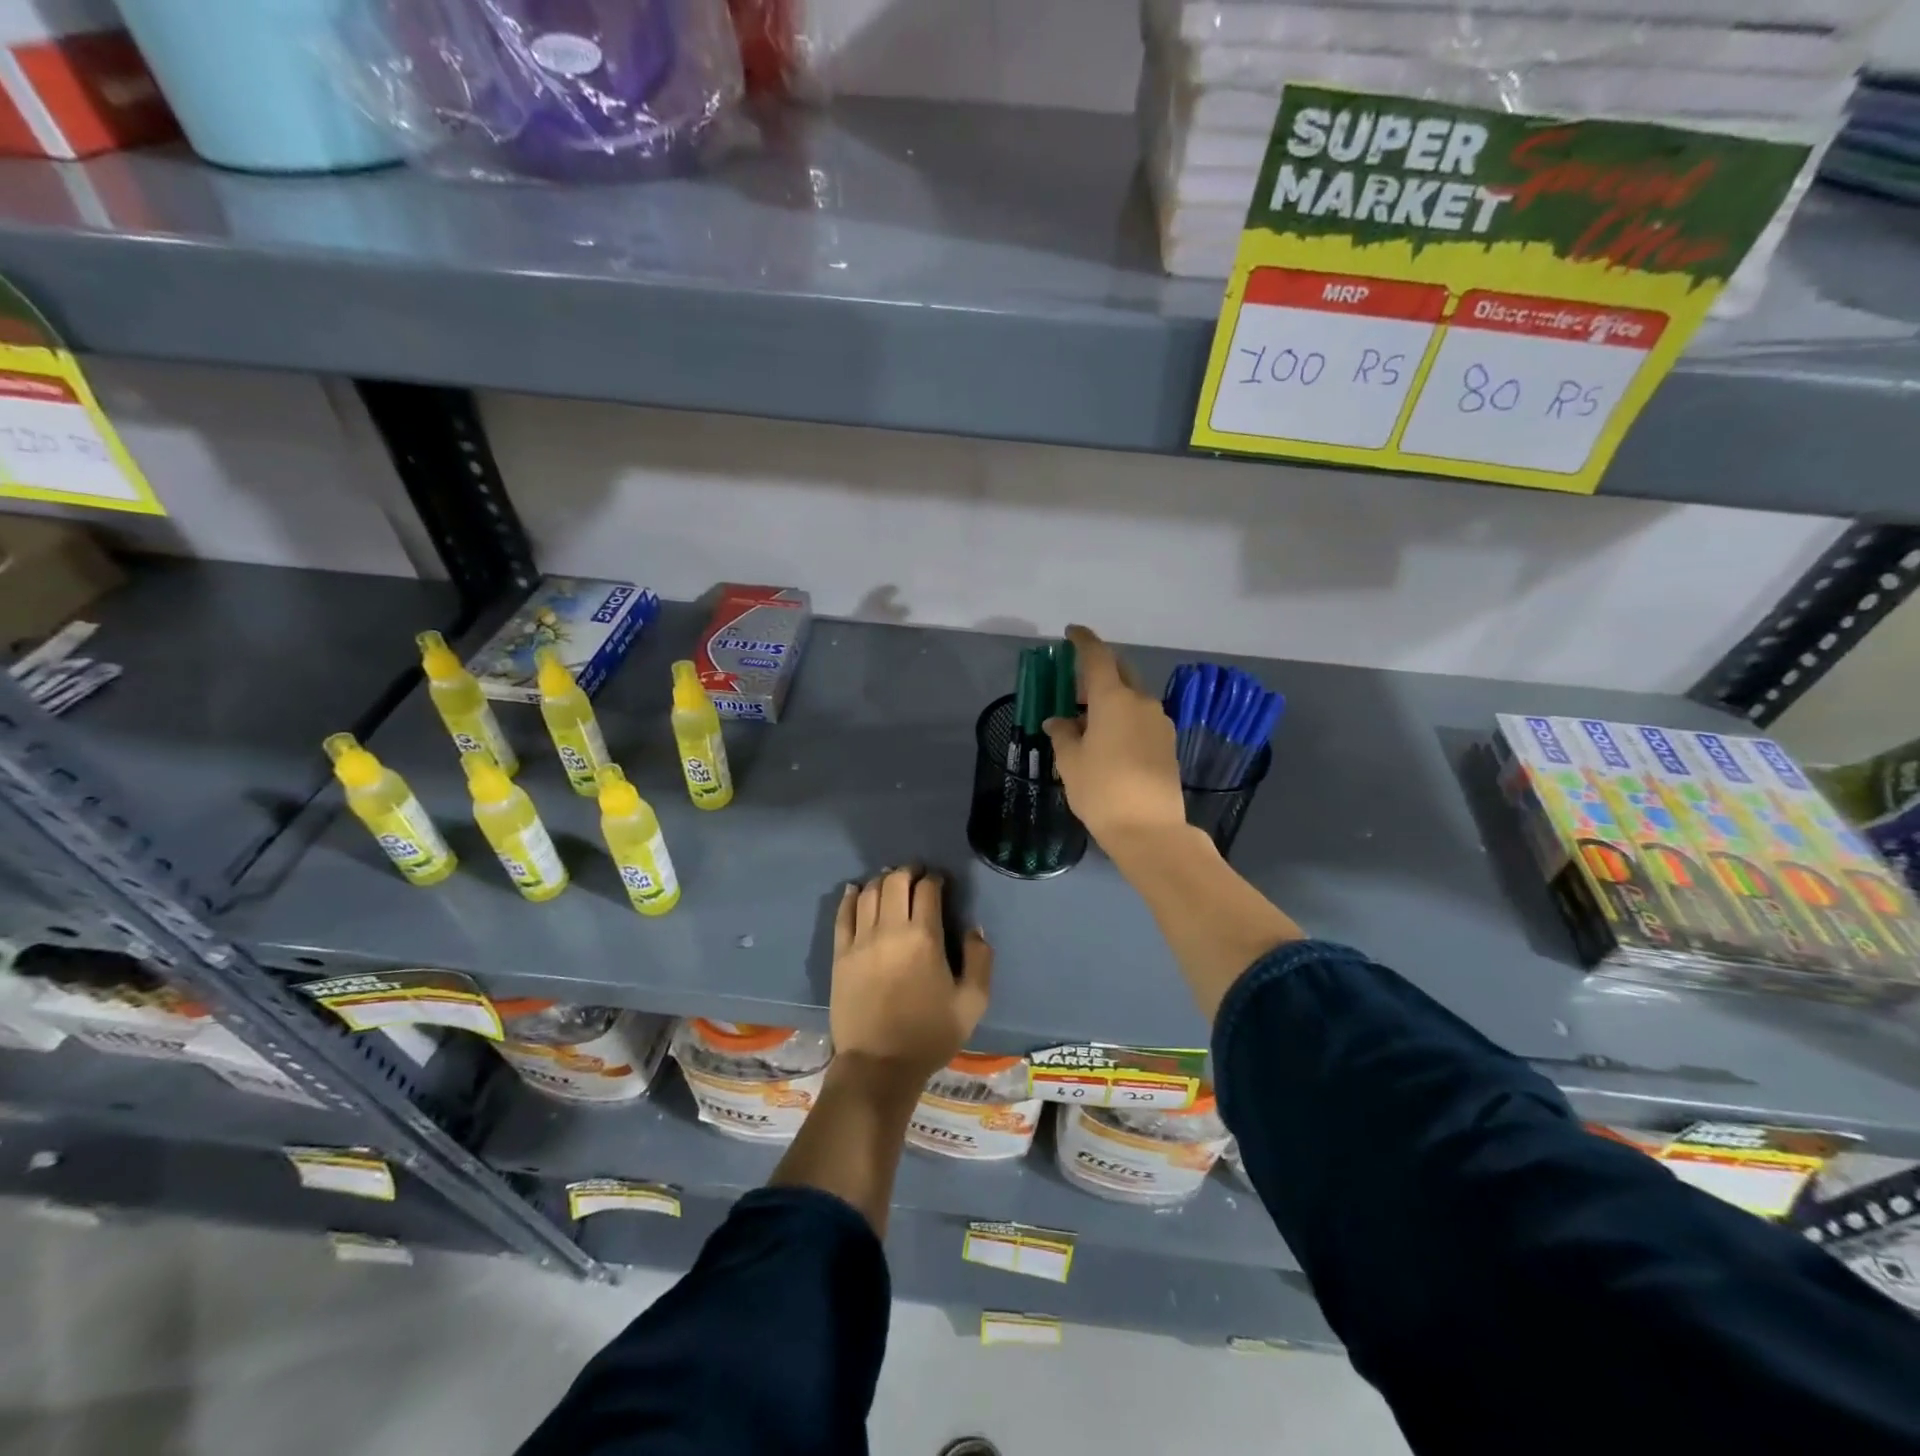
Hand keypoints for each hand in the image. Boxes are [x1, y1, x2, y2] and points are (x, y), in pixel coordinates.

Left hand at [830, 867, 991, 1083]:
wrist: (879, 1066)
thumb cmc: (929, 1035)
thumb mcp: (972, 1003)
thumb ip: (980, 960)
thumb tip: (974, 929)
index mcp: (924, 938)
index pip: (927, 890)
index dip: (935, 879)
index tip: (940, 882)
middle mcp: (890, 930)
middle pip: (895, 882)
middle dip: (908, 872)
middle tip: (917, 875)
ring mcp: (860, 941)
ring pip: (868, 893)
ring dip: (882, 880)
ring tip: (891, 881)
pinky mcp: (840, 955)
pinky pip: (842, 915)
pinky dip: (850, 896)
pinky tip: (856, 890)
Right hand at [1043, 624, 1188, 849]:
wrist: (1150, 830)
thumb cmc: (1101, 791)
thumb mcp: (1071, 762)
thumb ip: (1063, 734)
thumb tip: (1058, 721)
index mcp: (1113, 699)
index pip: (1098, 657)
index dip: (1083, 641)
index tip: (1071, 632)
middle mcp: (1141, 702)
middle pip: (1120, 673)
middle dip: (1099, 671)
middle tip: (1076, 683)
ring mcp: (1159, 722)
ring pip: (1132, 698)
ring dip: (1111, 698)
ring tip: (1089, 720)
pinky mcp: (1168, 743)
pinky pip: (1141, 719)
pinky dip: (1124, 718)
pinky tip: (1109, 740)